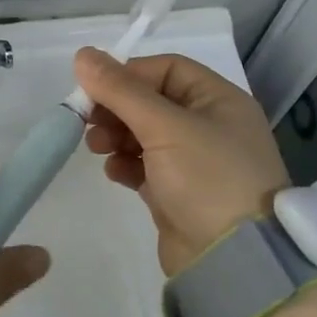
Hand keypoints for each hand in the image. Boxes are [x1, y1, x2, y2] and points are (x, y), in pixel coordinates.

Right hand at [75, 48, 289, 276]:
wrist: (234, 261)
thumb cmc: (207, 179)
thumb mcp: (165, 127)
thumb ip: (121, 90)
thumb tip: (83, 54)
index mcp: (219, 100)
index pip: (166, 69)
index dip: (128, 75)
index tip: (94, 89)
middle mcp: (210, 125)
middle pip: (151, 101)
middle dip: (116, 108)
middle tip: (86, 121)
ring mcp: (195, 161)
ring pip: (144, 134)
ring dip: (116, 135)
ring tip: (97, 147)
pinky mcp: (178, 192)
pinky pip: (144, 165)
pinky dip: (125, 164)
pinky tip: (114, 172)